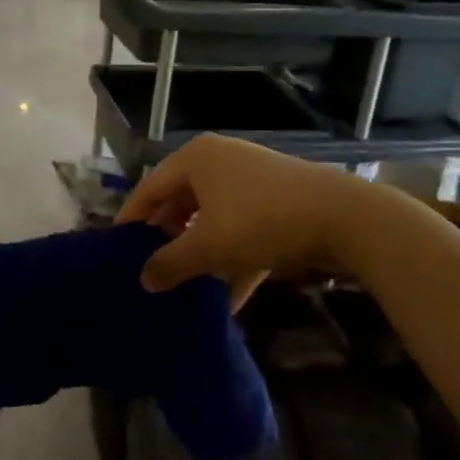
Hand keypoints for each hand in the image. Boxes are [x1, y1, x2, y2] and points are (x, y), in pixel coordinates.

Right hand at [118, 135, 427, 295]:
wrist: (344, 217)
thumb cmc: (261, 221)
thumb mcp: (209, 246)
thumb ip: (171, 262)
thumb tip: (143, 279)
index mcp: (195, 159)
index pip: (149, 188)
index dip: (131, 220)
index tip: (116, 250)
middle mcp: (219, 161)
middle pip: (180, 202)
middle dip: (167, 238)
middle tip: (149, 270)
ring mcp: (250, 180)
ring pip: (212, 217)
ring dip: (200, 252)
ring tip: (184, 286)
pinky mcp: (276, 200)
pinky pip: (241, 228)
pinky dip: (233, 258)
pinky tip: (230, 299)